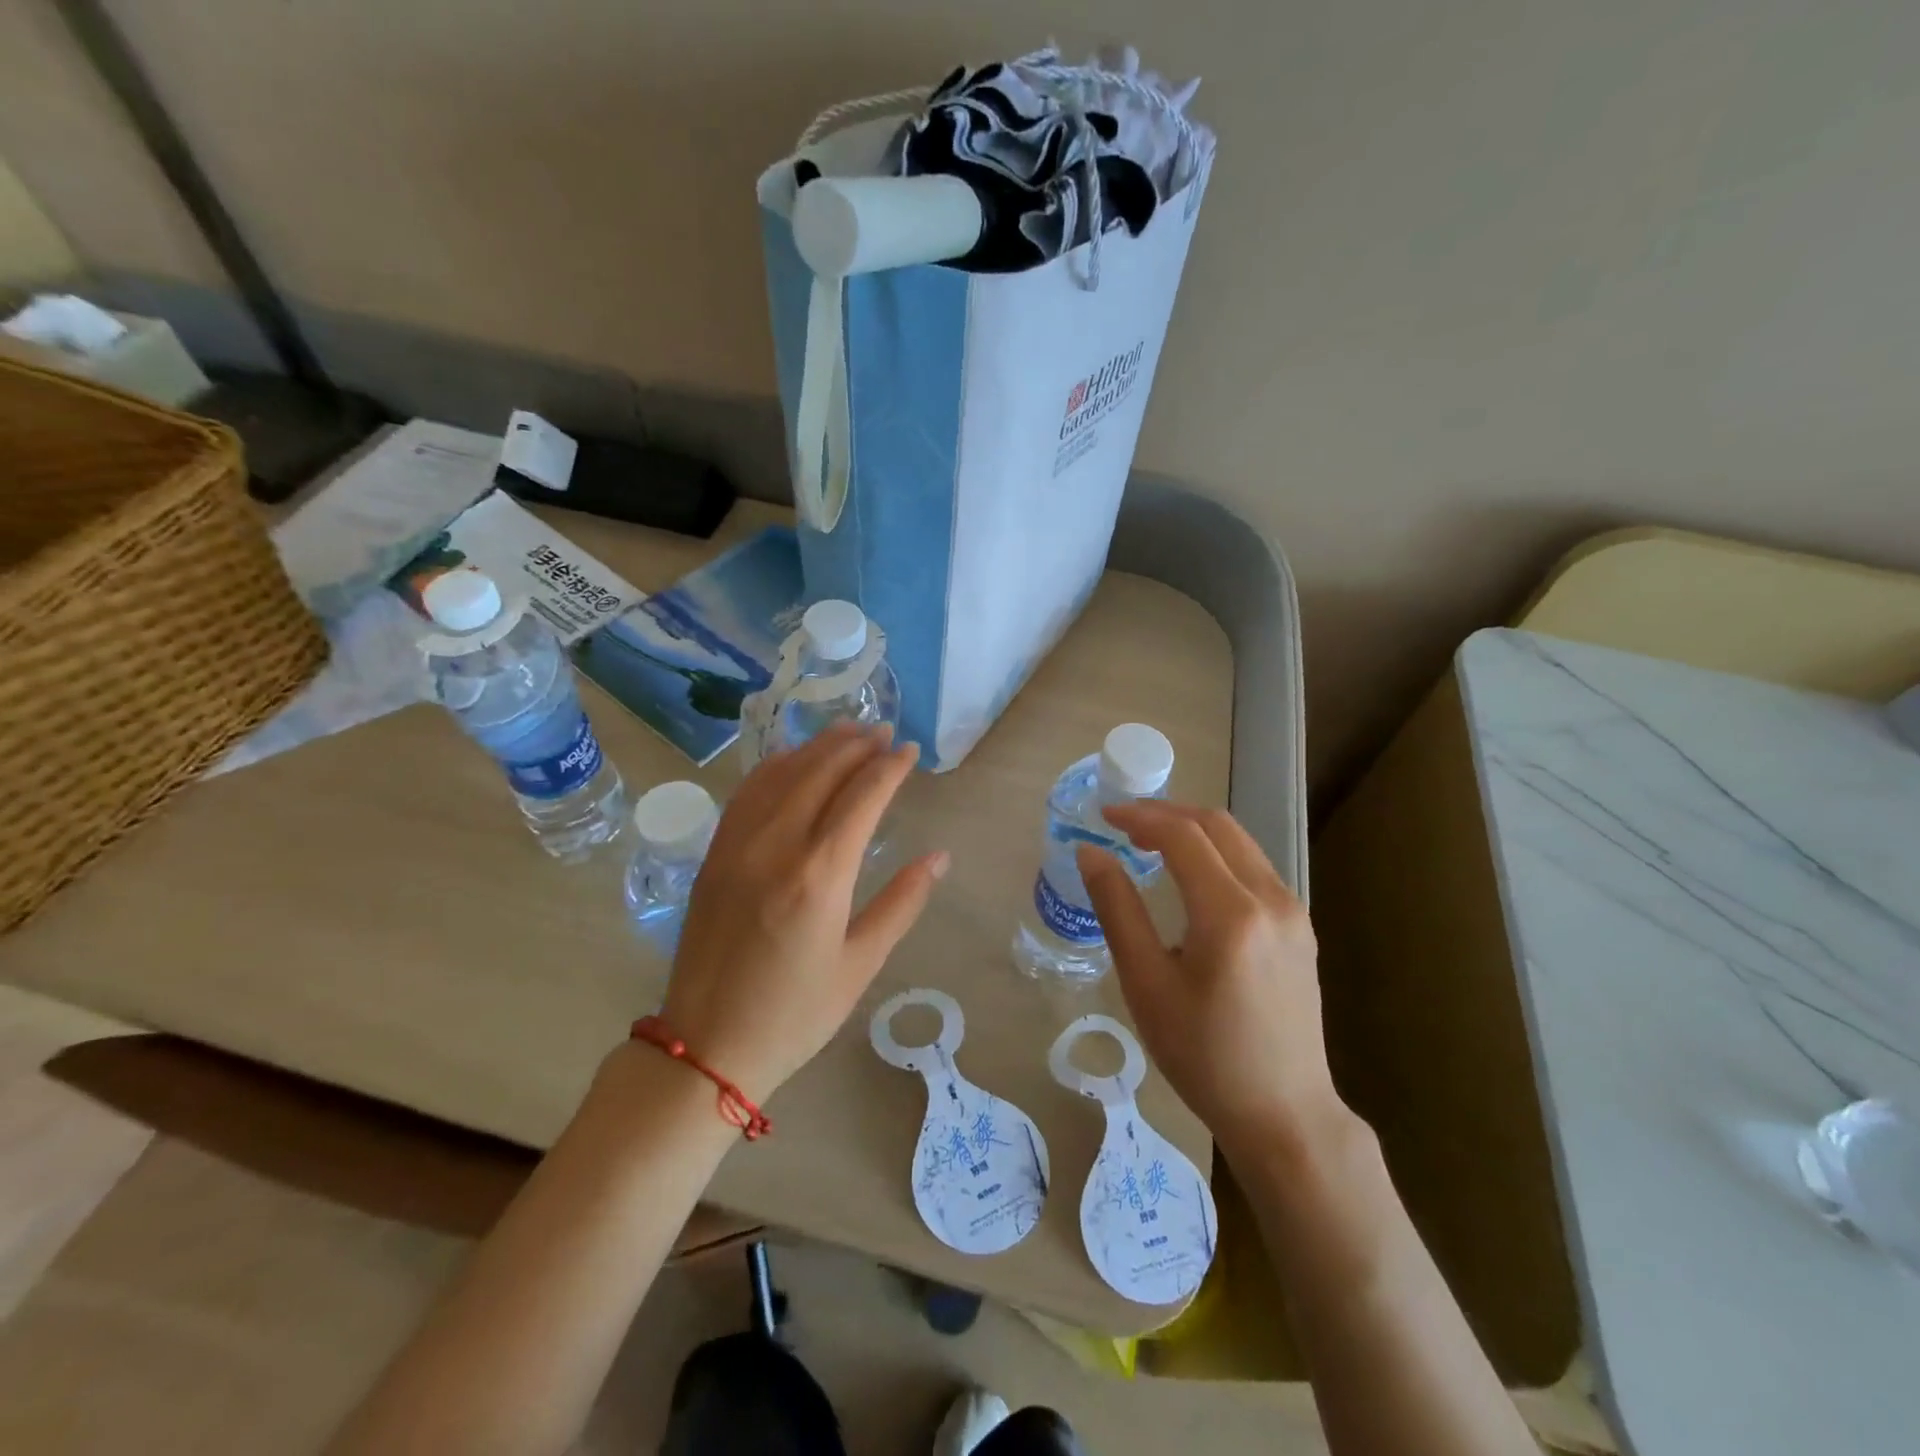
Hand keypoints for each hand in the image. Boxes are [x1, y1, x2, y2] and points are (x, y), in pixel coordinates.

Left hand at [659, 722, 946, 1102]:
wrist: (707, 1047)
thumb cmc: (795, 1014)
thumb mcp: (861, 964)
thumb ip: (902, 903)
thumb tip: (939, 857)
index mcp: (819, 875)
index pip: (862, 796)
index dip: (890, 767)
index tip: (911, 751)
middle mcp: (777, 846)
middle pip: (821, 772)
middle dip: (857, 745)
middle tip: (884, 731)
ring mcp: (738, 846)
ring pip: (782, 774)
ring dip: (817, 747)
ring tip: (847, 732)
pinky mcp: (715, 854)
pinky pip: (747, 793)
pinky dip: (775, 766)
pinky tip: (792, 760)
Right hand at [1077, 803, 1336, 1154]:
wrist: (1284, 1112)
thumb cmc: (1203, 1055)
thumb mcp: (1146, 984)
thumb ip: (1117, 909)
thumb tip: (1090, 853)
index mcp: (1230, 913)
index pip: (1183, 836)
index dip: (1140, 817)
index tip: (1103, 816)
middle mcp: (1271, 899)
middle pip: (1217, 826)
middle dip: (1167, 814)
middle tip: (1124, 822)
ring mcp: (1293, 912)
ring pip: (1240, 842)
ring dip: (1193, 830)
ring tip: (1150, 842)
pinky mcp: (1300, 927)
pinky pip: (1254, 867)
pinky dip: (1216, 853)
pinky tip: (1190, 875)